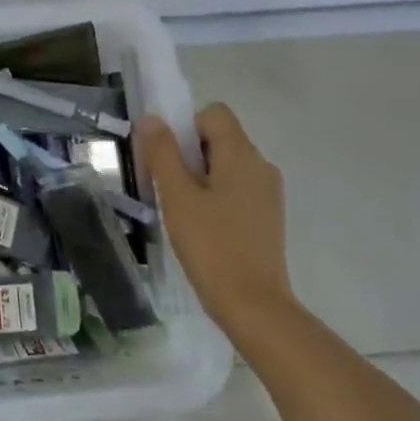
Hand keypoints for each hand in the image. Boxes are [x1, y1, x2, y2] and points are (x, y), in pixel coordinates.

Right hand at [137, 104, 293, 333]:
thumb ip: (162, 152)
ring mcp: (268, 192)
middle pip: (220, 137)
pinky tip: (202, 226)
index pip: (214, 113)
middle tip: (167, 185)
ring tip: (182, 209)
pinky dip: (217, 195)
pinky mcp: (268, 216)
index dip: (186, 125)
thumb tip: (151, 118)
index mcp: (241, 154)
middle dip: (190, 152)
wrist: (254, 306)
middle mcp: (261, 165)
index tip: (168, 156)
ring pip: (227, 164)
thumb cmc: (212, 245)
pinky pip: (237, 187)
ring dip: (201, 175)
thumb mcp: (177, 196)